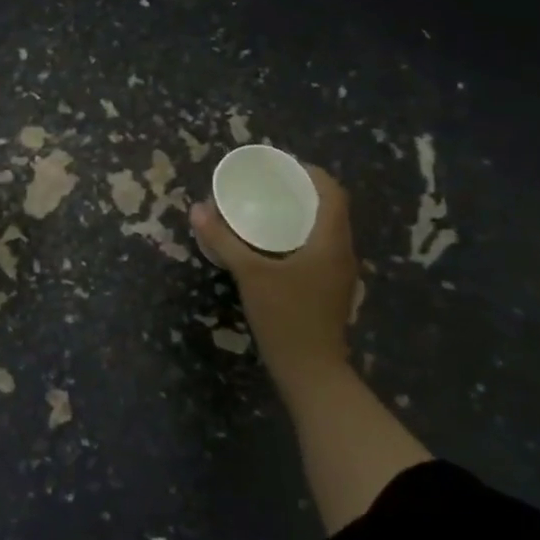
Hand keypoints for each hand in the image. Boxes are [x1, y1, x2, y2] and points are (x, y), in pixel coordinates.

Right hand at [190, 165, 358, 403]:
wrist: (312, 373)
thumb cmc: (286, 317)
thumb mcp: (250, 274)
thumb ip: (224, 240)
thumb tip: (197, 209)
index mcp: (331, 242)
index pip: (333, 193)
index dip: (311, 173)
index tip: (282, 166)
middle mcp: (342, 252)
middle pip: (330, 209)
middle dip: (302, 191)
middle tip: (268, 184)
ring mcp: (340, 274)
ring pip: (326, 230)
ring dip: (302, 214)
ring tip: (268, 208)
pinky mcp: (331, 290)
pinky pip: (320, 248)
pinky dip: (301, 235)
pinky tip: (274, 244)